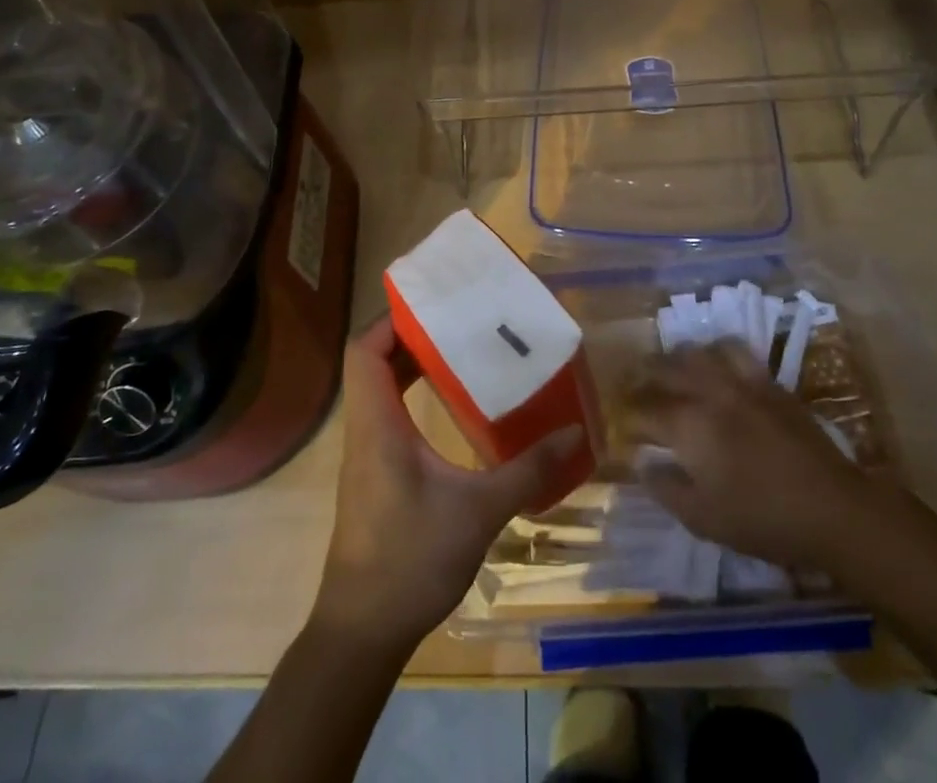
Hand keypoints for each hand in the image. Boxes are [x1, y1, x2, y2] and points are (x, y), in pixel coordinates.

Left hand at [313, 317, 583, 651]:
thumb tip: (574, 433)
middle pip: (372, 362)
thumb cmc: (411, 561)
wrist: (363, 632)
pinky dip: (413, 396)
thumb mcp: (478, 512)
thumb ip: (526, 470)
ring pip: (380, 389)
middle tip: (459, 320)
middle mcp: (365, 429)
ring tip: (460, 350)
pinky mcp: (375, 474)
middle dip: (411, 335)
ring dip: (412, 365)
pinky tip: (452, 406)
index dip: (391, 320)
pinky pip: (389, 415)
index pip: (363, 351)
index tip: (434, 305)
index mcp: (377, 424)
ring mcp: (367, 453)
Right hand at [628, 343, 878, 572]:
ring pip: (698, 351)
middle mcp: (709, 391)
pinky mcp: (769, 381)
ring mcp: (741, 381)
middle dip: (644, 375)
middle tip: (635, 385)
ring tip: (672, 368)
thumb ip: (666, 487)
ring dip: (678, 357)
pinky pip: (735, 352)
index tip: (622, 426)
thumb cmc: (763, 520)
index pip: (643, 411)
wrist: (833, 508)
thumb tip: (641, 462)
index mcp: (688, 425)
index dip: (628, 417)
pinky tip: (718, 366)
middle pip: (665, 368)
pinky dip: (717, 352)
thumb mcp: (704, 519)